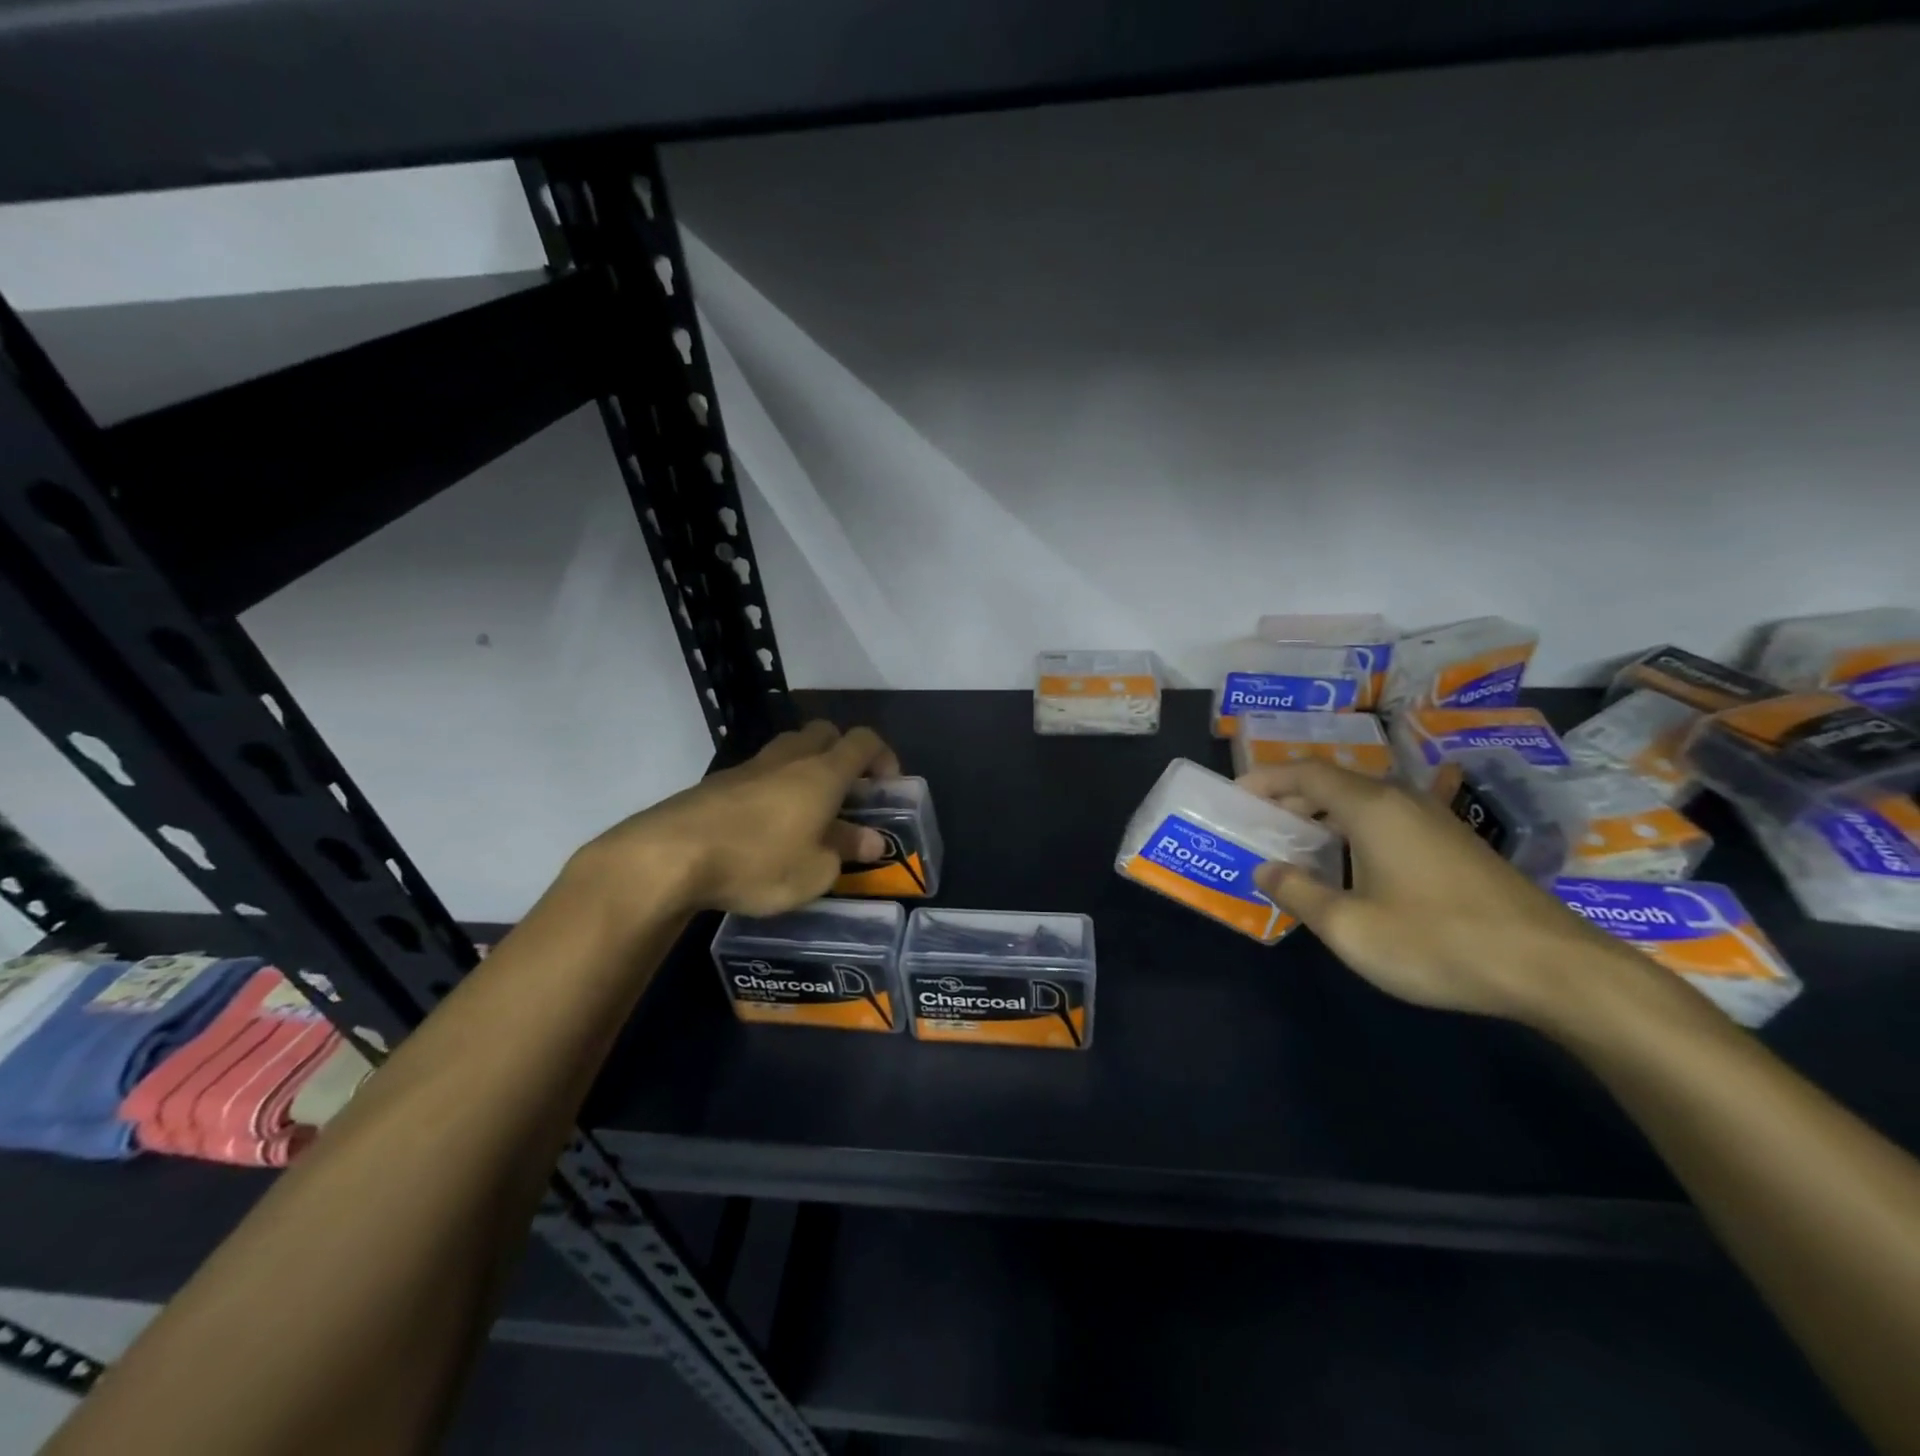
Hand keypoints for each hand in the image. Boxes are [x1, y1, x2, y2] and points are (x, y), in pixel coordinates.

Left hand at [570, 721, 898, 921]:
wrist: (670, 856)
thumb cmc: (758, 861)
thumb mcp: (815, 871)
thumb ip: (846, 851)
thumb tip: (870, 841)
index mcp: (822, 773)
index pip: (864, 741)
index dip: (883, 756)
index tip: (888, 786)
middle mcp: (788, 759)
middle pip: (824, 733)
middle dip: (842, 754)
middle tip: (846, 793)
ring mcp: (748, 767)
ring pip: (788, 749)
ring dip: (805, 769)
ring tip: (807, 812)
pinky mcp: (716, 784)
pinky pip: (758, 773)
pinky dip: (772, 788)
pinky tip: (766, 827)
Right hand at [1241, 760, 1630, 1022]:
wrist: (1552, 968)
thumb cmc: (1437, 940)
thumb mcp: (1350, 927)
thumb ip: (1299, 893)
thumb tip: (1266, 869)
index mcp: (1371, 807)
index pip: (1306, 773)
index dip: (1266, 778)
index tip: (1236, 795)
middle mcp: (1402, 800)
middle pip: (1334, 783)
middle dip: (1291, 798)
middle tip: (1259, 823)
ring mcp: (1435, 821)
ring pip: (1364, 802)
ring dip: (1323, 815)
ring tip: (1297, 843)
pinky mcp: (1456, 845)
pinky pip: (1388, 820)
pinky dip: (1354, 830)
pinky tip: (1352, 866)